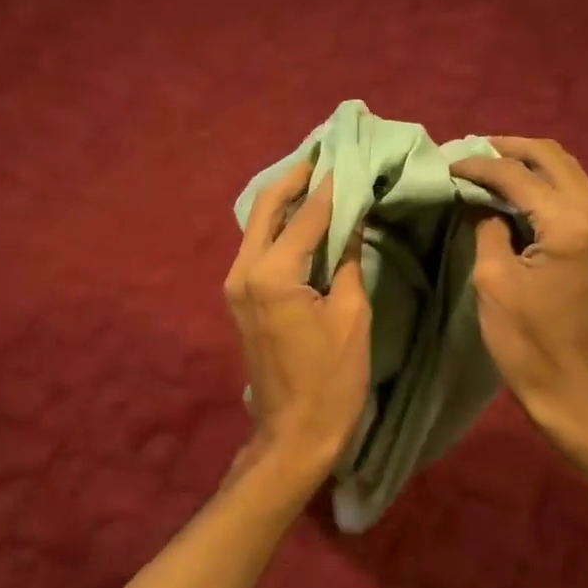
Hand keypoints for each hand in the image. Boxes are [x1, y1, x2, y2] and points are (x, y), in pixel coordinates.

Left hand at [225, 163, 371, 478]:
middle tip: (325, 153)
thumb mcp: (352, 315)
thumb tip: (352, 219)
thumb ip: (346, 260)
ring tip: (318, 177)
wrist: (294, 433)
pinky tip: (303, 217)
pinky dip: (280, 227)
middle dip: (296, 178)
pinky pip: (258, 247)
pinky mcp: (239, 297)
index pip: (307, 216)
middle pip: (266, 207)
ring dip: (286, 200)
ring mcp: (235, 285)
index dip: (332, 186)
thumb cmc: (332, 380)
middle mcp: (244, 271)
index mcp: (273, 274)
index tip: (350, 156)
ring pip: (258, 225)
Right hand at [451, 137, 587, 444]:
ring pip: (567, 170)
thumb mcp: (493, 280)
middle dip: (507, 150)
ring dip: (528, 163)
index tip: (446, 164)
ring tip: (488, 165)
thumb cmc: (525, 341)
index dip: (478, 165)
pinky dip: (544, 183)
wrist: (572, 386)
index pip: (518, 175)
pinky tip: (516, 190)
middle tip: (469, 153)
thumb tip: (480, 198)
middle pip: (552, 157)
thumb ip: (487, 226)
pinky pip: (575, 192)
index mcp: (570, 224)